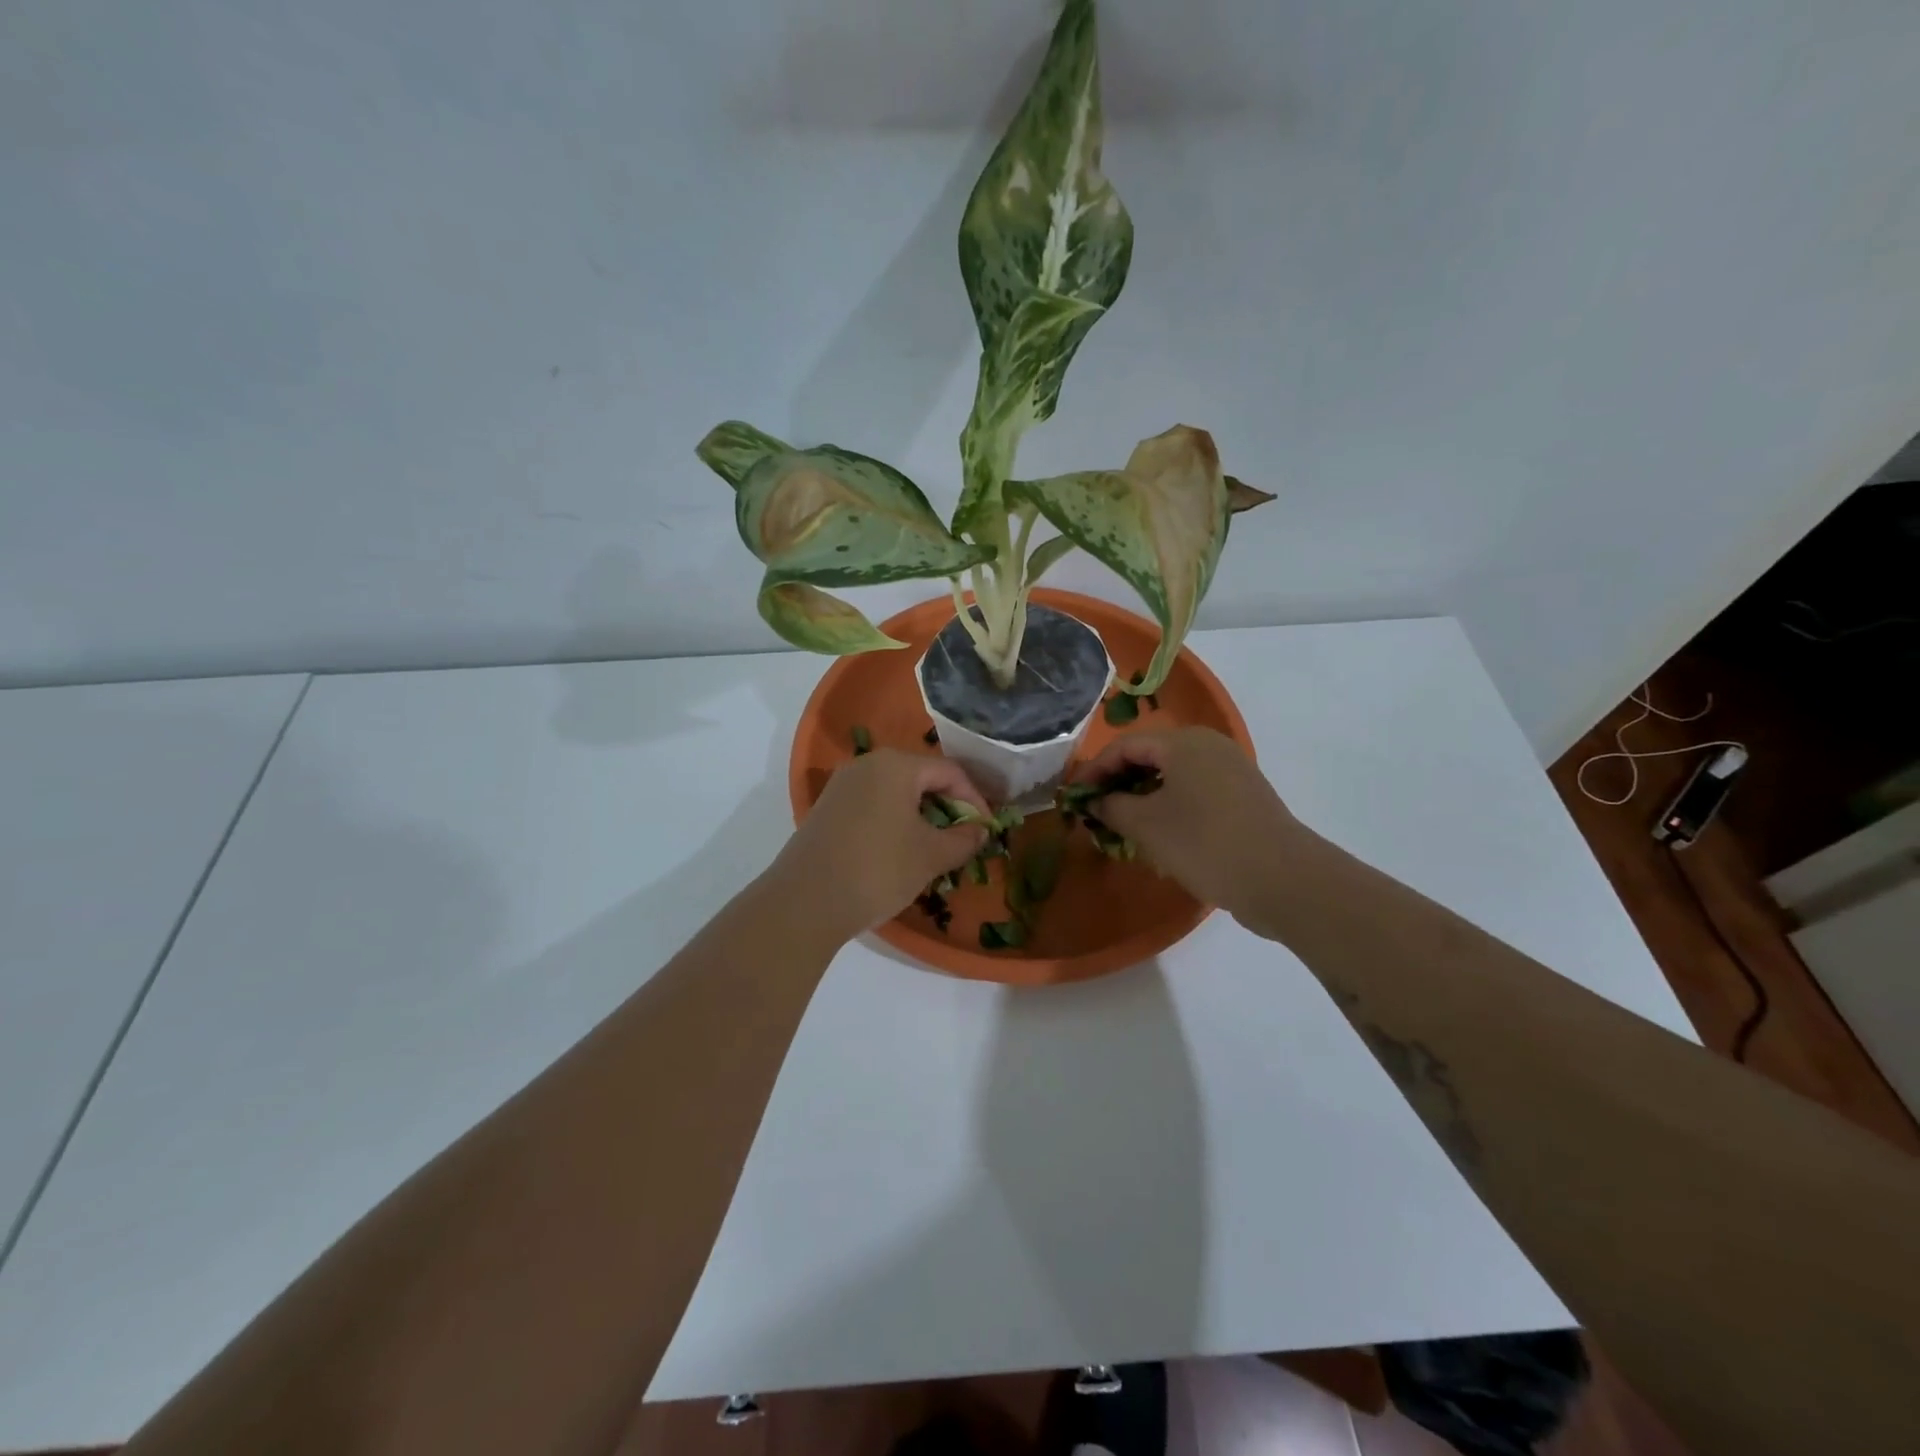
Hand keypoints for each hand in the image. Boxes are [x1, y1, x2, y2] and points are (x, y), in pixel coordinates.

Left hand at [767, 749, 988, 939]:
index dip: (975, 799)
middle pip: (921, 778)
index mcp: (896, 765)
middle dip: (948, 807)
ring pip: (896, 793)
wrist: (805, 902)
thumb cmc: (878, 869)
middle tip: (963, 839)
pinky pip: (873, 805)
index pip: (950, 772)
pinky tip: (900, 852)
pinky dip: (895, 822)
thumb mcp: (931, 856)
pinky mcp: (827, 809)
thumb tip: (980, 830)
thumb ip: (963, 839)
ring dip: (921, 817)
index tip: (986, 830)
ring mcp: (842, 786)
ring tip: (935, 849)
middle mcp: (867, 765)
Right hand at [1075, 727, 1310, 923]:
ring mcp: (1231, 770)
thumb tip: (1094, 802)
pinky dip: (1169, 804)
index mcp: (1184, 742)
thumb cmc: (1204, 843)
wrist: (1282, 879)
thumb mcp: (1146, 825)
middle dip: (1118, 782)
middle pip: (1150, 755)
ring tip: (1122, 824)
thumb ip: (1112, 807)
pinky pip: (1194, 790)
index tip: (1074, 797)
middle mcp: (1209, 746)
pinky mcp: (1243, 796)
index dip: (1094, 770)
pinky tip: (1159, 833)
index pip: (1124, 746)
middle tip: (1096, 810)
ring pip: (1173, 774)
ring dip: (1142, 795)